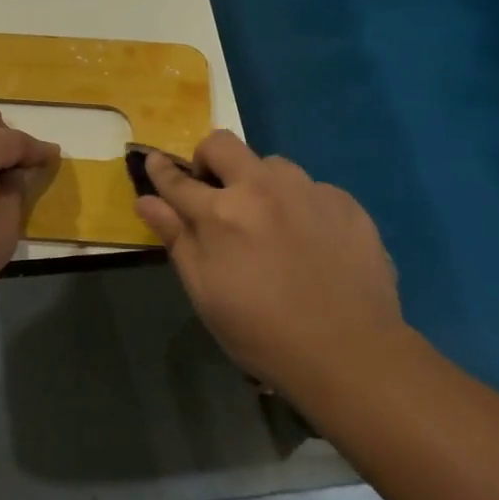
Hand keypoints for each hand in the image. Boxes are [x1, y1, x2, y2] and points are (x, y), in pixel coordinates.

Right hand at [135, 130, 405, 404]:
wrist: (352, 354)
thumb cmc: (263, 333)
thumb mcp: (205, 293)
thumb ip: (176, 239)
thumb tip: (146, 201)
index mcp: (221, 213)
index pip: (178, 179)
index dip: (160, 169)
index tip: (154, 162)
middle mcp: (262, 188)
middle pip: (223, 145)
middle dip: (209, 160)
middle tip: (215, 193)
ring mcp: (308, 191)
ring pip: (272, 164)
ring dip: (260, 183)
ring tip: (270, 221)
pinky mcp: (346, 203)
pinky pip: (312, 189)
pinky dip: (301, 205)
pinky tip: (311, 241)